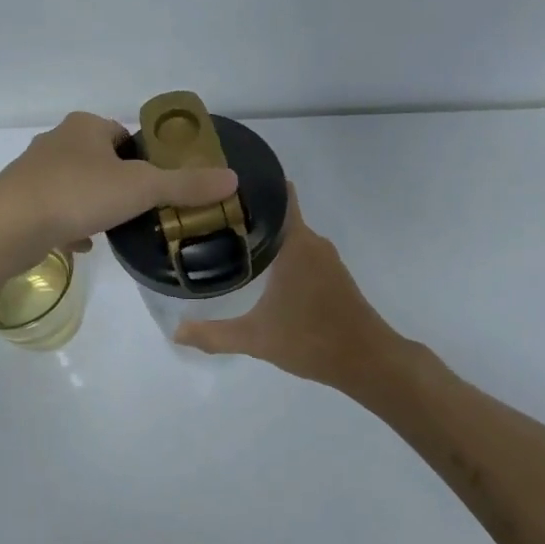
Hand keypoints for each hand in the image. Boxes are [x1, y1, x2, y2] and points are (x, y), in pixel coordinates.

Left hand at [0, 112, 237, 266]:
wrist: (7, 227)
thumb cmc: (77, 195)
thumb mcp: (141, 188)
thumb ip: (185, 184)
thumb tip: (233, 178)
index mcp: (85, 127)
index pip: (125, 136)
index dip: (144, 159)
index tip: (157, 186)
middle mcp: (57, 141)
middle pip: (100, 160)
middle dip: (119, 184)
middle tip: (139, 210)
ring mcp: (34, 172)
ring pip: (77, 186)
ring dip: (95, 205)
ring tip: (113, 229)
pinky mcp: (20, 201)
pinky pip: (55, 210)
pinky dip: (71, 224)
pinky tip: (83, 245)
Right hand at [173, 184, 402, 388]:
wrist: (368, 362)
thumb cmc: (312, 340)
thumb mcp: (256, 339)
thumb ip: (213, 334)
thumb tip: (176, 332)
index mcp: (296, 244)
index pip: (278, 195)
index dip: (253, 185)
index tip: (221, 182)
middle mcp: (312, 243)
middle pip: (279, 213)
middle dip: (248, 212)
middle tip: (210, 214)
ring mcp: (326, 259)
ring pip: (290, 234)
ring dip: (264, 234)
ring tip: (226, 237)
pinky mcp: (332, 276)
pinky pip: (300, 251)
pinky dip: (279, 251)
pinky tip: (257, 267)